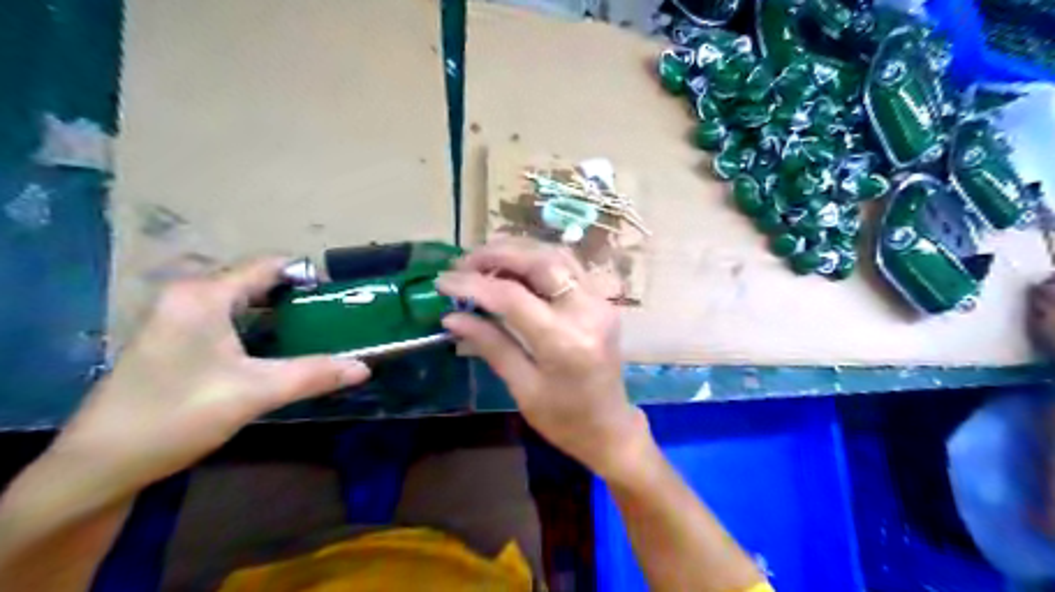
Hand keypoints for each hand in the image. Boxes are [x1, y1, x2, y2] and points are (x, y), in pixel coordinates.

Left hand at [58, 260, 371, 498]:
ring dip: (280, 314)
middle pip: (257, 281)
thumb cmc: (177, 416)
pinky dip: (259, 327)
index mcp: (204, 295)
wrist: (100, 464)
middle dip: (299, 297)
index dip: (309, 276)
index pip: (269, 265)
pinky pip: (229, 318)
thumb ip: (314, 375)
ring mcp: (177, 316)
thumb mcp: (255, 393)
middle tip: (335, 319)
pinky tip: (279, 349)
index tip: (341, 299)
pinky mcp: (175, 337)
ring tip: (317, 332)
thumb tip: (364, 367)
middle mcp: (188, 295)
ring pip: (243, 301)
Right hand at [435, 238, 647, 477]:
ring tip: (483, 262)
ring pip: (557, 255)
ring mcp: (600, 302)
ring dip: (518, 251)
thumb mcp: (522, 388)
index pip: (512, 297)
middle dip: (497, 254)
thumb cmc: (564, 419)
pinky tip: (513, 269)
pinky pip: (568, 266)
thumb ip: (490, 345)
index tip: (442, 281)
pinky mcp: (602, 301)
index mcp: (565, 342)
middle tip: (463, 263)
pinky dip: (537, 260)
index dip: (473, 284)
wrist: (610, 427)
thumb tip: (452, 316)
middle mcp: (587, 312)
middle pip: (540, 261)